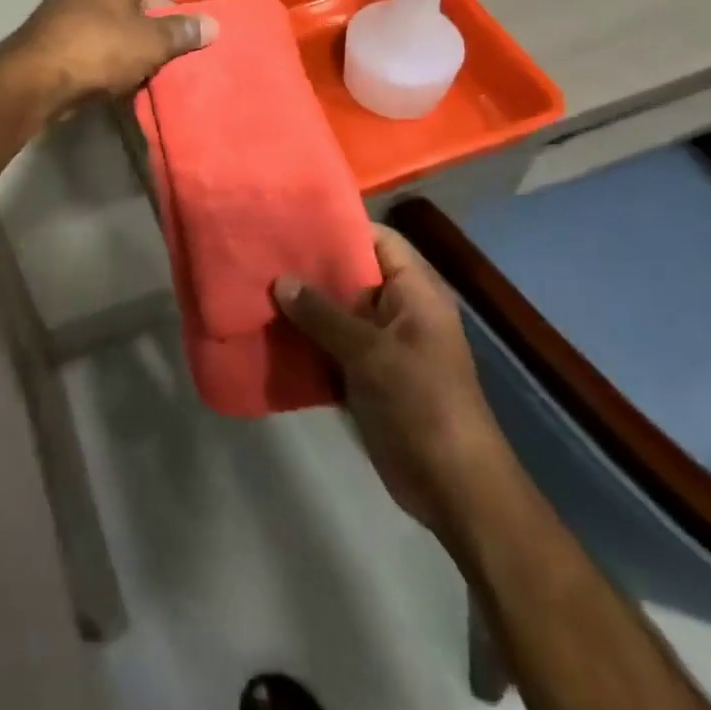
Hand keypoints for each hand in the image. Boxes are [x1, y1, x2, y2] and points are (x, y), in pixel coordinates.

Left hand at [11, 0, 220, 105]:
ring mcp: (69, 4)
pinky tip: (136, 65)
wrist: (36, 81)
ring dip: (143, 27)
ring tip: (165, 50)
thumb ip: (183, 31)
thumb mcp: (150, 40)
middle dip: (164, 4)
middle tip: (184, 27)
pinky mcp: (61, 32)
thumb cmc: (98, 47)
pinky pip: (102, 29)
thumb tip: (212, 26)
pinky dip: (122, 42)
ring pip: (118, 9)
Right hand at [273, 225, 505, 529]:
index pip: (378, 240)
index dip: (340, 227)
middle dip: (312, 268)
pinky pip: (332, 345)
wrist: (453, 488)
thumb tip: (280, 281)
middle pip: (352, 274)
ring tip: (257, 287)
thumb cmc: (422, 403)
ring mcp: (383, 345)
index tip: (294, 221)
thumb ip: (323, 314)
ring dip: (304, 306)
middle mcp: (400, 310)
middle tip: (264, 253)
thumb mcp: (370, 353)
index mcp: (415, 292)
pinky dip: (307, 340)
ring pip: (338, 312)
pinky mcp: (368, 376)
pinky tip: (269, 332)